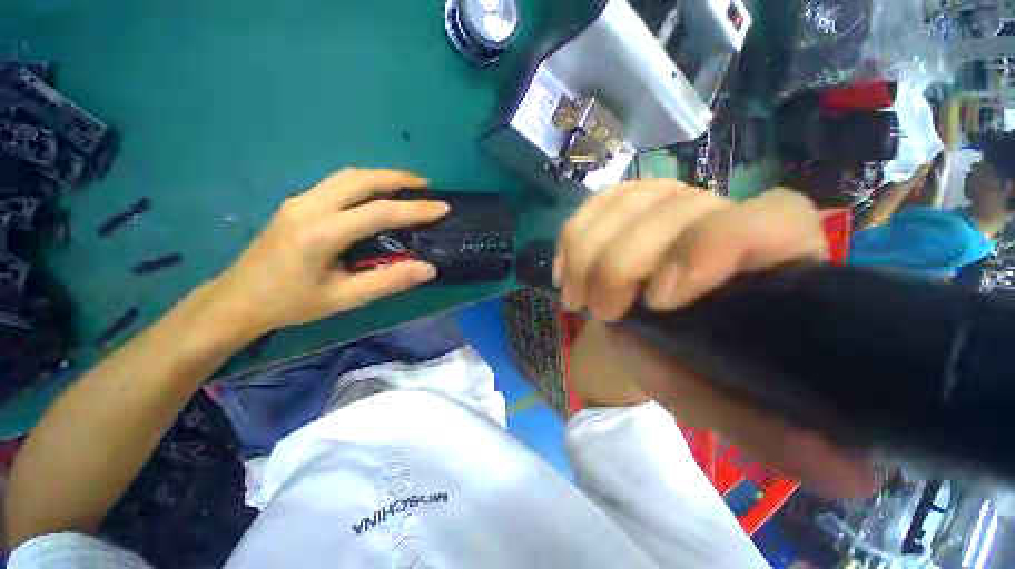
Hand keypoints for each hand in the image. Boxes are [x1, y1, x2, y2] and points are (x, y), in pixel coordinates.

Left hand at [205, 169, 448, 341]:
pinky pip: (332, 184)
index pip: (379, 211)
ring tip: (401, 187)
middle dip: (396, 177)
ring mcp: (299, 199)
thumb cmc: (289, 304)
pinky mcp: (293, 202)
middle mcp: (311, 205)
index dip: (415, 209)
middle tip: (424, 186)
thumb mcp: (338, 299)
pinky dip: (358, 184)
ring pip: (345, 175)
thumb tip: (426, 268)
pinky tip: (367, 198)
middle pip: (361, 178)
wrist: (241, 298)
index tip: (443, 206)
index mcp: (323, 232)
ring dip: (377, 177)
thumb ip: (384, 282)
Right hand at [560, 181, 878, 498]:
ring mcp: (690, 202)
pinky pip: (606, 196)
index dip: (722, 242)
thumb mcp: (754, 412)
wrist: (670, 345)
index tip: (667, 299)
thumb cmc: (719, 377)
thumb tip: (862, 483)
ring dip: (596, 246)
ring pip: (639, 195)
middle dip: (632, 255)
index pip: (777, 220)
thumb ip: (799, 443)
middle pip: (686, 205)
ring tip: (587, 301)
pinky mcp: (646, 199)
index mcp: (785, 263)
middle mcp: (740, 220)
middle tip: (606, 310)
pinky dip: (579, 231)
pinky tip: (573, 275)